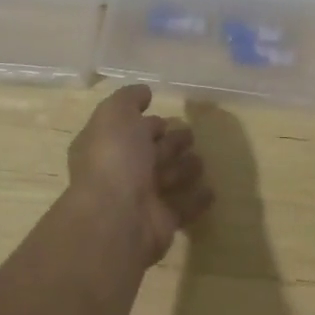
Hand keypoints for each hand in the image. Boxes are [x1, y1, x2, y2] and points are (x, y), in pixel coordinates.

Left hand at [67, 84, 211, 263]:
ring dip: (183, 169)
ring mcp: (140, 200)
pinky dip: (196, 199)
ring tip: (201, 160)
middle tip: (190, 135)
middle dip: (169, 143)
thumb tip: (144, 92)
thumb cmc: (114, 158)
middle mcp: (119, 173)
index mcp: (104, 147)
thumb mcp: (115, 114)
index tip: (165, 116)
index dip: (144, 123)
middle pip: (149, 154)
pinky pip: (183, 207)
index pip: (126, 130)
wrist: (117, 217)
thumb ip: (129, 99)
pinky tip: (210, 190)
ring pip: (167, 179)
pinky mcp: (161, 222)